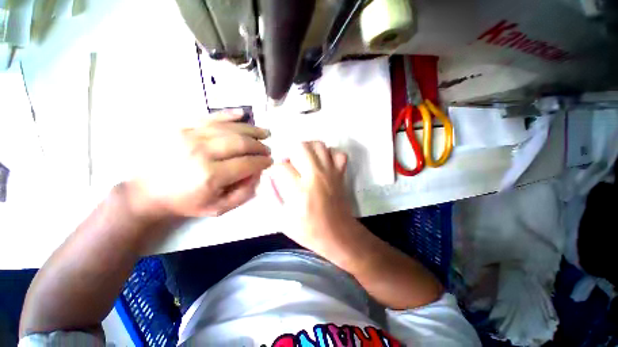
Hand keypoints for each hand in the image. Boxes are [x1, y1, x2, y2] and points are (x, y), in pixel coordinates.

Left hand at [130, 110, 272, 217]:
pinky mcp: (182, 127)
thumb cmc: (185, 202)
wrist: (147, 190)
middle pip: (241, 143)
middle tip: (267, 149)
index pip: (247, 163)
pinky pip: (210, 116)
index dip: (263, 162)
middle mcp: (201, 152)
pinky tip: (243, 114)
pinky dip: (229, 114)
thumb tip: (258, 174)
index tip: (270, 161)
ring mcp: (190, 136)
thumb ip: (243, 194)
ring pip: (230, 128)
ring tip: (264, 133)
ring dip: (251, 130)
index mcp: (210, 176)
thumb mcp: (218, 208)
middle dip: (260, 146)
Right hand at [269, 141, 353, 251]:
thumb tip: (267, 177)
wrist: (339, 234)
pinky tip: (322, 163)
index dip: (274, 170)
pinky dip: (329, 154)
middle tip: (290, 165)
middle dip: (290, 153)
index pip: (281, 166)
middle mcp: (316, 176)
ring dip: (308, 149)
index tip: (275, 176)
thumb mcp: (284, 220)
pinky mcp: (341, 174)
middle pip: (300, 146)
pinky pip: (338, 153)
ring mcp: (331, 172)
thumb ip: (273, 196)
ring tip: (304, 160)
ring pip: (319, 145)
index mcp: (300, 190)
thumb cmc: (310, 231)